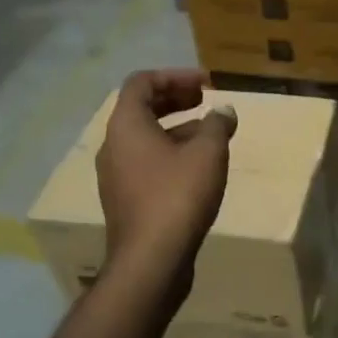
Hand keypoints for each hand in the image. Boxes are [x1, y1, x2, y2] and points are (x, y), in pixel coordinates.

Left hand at [96, 70, 235, 286]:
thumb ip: (217, 125)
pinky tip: (199, 168)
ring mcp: (116, 175)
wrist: (151, 261)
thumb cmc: (177, 196)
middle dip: (176, 99)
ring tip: (211, 134)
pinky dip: (171, 153)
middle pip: (141, 108)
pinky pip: (146, 163)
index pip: (141, 82)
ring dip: (177, 127)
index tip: (207, 84)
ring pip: (145, 138)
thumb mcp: (207, 153)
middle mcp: (113, 145)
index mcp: (126, 125)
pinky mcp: (125, 199)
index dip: (175, 76)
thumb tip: (223, 111)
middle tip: (207, 101)